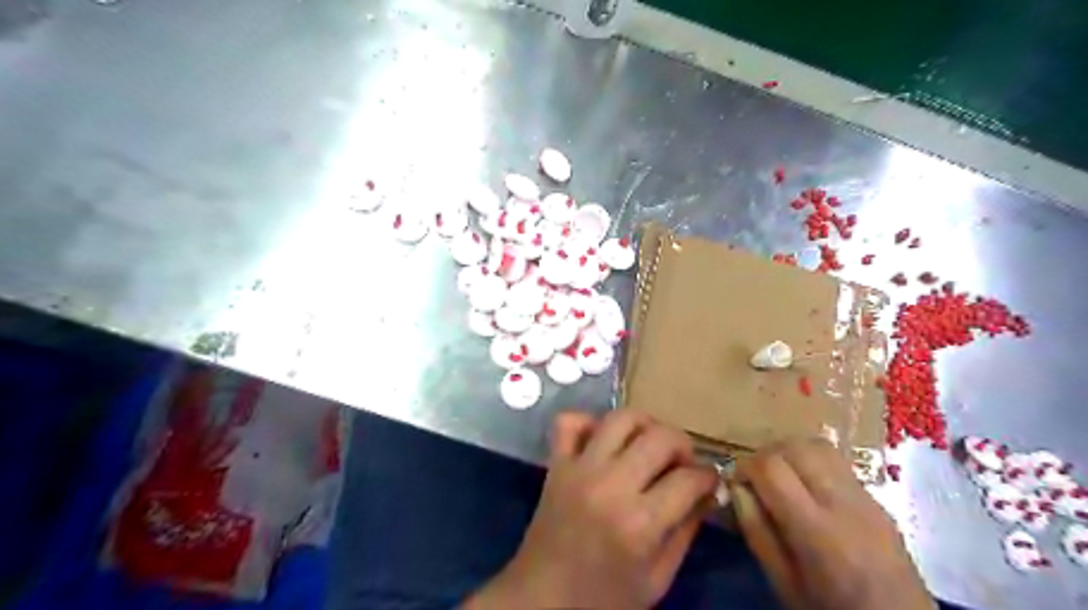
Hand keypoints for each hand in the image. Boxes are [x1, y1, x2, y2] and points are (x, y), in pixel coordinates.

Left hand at [463, 409, 720, 609]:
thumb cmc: (605, 598)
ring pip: (620, 418)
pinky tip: (602, 440)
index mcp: (640, 523)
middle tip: (682, 463)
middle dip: (683, 445)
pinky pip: (569, 422)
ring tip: (649, 444)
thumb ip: (686, 531)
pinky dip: (588, 422)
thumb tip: (708, 492)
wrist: (542, 599)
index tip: (709, 481)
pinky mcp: (556, 464)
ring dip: (644, 425)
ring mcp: (579, 469)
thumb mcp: (657, 579)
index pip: (689, 479)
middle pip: (660, 437)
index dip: (708, 477)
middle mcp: (610, 485)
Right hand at [736, 438, 929, 609]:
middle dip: (766, 455)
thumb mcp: (783, 583)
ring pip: (818, 446)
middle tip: (756, 479)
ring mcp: (866, 498)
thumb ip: (756, 532)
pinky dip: (811, 463)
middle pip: (796, 448)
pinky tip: (806, 487)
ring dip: (789, 453)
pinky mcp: (877, 499)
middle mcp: (845, 505)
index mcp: (818, 533)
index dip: (745, 466)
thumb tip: (736, 487)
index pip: (772, 468)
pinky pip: (836, 462)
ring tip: (779, 477)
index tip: (736, 482)